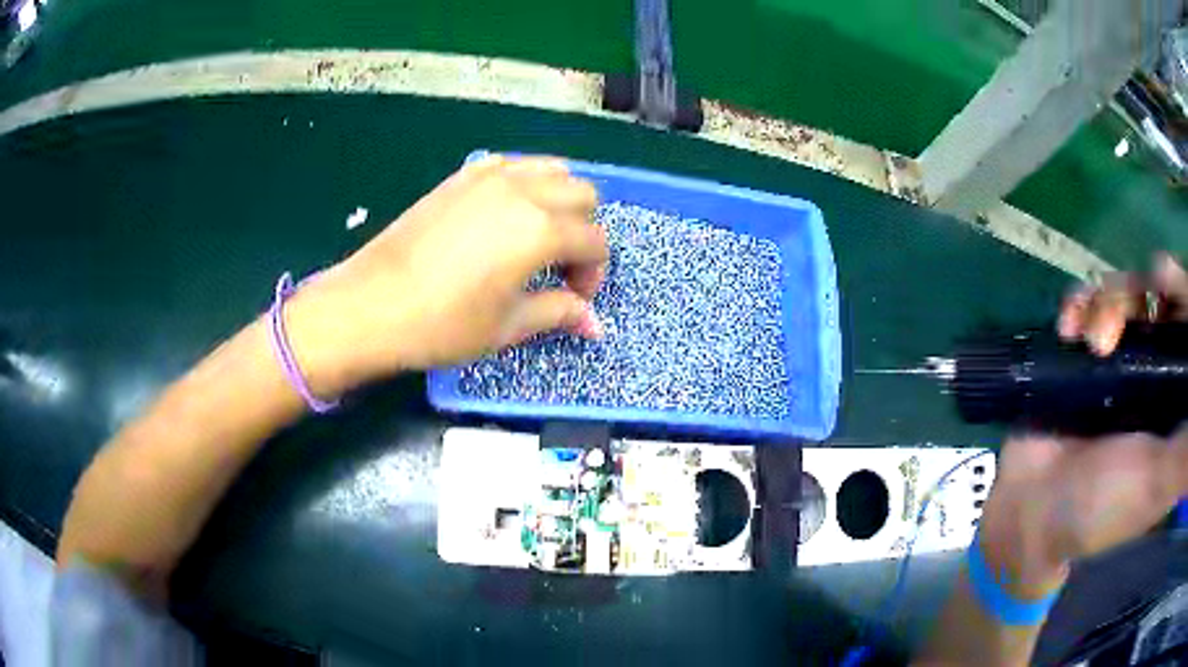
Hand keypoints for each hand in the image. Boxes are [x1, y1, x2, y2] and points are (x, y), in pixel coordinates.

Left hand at [284, 155, 608, 395]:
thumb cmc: (443, 324)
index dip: (593, 273)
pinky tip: (505, 215)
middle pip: (582, 194)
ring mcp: (489, 177)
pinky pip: (510, 165)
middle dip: (583, 230)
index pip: (594, 240)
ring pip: (551, 169)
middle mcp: (523, 191)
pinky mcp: (460, 177)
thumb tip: (594, 324)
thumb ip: (558, 313)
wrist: (371, 305)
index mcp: (540, 230)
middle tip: (560, 268)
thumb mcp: (508, 326)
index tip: (574, 299)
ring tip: (537, 237)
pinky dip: (523, 183)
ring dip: (559, 200)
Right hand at [981, 254, 1187, 594]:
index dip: (1181, 293)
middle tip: (1122, 320)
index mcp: (1173, 395)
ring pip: (1123, 293)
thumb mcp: (1153, 485)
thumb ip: (1184, 457)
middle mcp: (1153, 369)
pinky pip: (1087, 303)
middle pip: (1157, 297)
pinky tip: (1067, 327)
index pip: (1187, 324)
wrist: (1031, 515)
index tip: (1166, 284)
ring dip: (1105, 301)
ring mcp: (1119, 360)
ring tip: (1087, 339)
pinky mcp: (1084, 356)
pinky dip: (1077, 304)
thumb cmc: (1101, 508)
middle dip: (1140, 293)